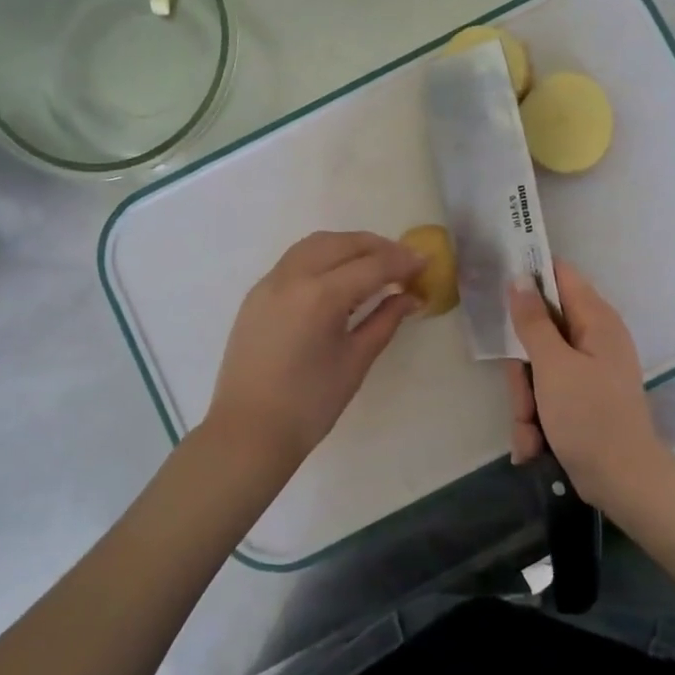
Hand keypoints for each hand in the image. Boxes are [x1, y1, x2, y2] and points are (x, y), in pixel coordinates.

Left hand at [207, 231, 422, 464]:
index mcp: (320, 296)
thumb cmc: (310, 404)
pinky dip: (324, 256)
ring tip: (374, 263)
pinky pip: (295, 259)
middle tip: (403, 262)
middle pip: (342, 243)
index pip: (371, 265)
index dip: (402, 261)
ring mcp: (269, 282)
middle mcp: (292, 277)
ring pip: (316, 244)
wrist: (249, 431)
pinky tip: (339, 276)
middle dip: (377, 246)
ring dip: (348, 245)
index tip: (425, 262)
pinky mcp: (257, 293)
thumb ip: (385, 320)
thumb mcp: (356, 360)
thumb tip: (411, 297)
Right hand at [506, 260, 674, 513]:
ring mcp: (587, 371)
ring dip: (526, 400)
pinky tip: (535, 443)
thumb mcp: (553, 366)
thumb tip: (519, 279)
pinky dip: (537, 418)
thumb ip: (533, 321)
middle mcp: (593, 339)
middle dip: (522, 368)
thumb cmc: (589, 417)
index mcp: (596, 321)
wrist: (622, 482)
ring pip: (537, 368)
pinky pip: (546, 394)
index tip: (499, 286)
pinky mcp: (580, 398)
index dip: (530, 276)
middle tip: (523, 391)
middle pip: (540, 329)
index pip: (560, 276)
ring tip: (532, 429)